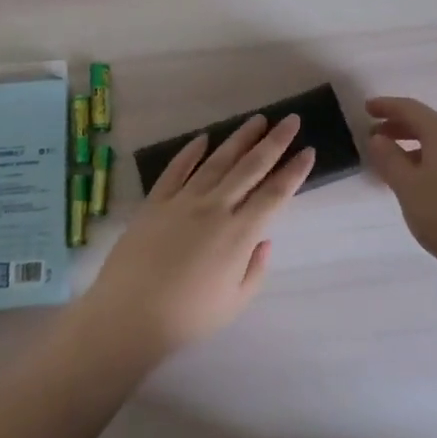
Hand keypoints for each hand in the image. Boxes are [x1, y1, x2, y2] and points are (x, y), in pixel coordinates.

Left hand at [79, 114, 313, 364]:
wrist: (128, 315)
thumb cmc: (187, 317)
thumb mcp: (234, 303)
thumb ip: (255, 269)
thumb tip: (264, 239)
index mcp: (238, 234)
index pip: (274, 195)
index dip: (294, 172)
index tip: (308, 151)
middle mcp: (214, 208)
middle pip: (250, 167)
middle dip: (274, 142)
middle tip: (290, 119)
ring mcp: (183, 201)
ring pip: (217, 161)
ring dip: (240, 138)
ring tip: (257, 120)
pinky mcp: (155, 202)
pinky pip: (176, 169)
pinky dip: (190, 152)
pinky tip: (203, 138)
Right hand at [365, 96, 436, 270]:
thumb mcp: (408, 187)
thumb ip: (390, 160)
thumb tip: (378, 138)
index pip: (411, 109)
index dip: (387, 106)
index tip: (367, 109)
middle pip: (429, 125)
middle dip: (400, 128)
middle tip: (376, 138)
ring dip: (416, 149)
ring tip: (396, 167)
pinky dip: (432, 164)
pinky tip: (425, 187)